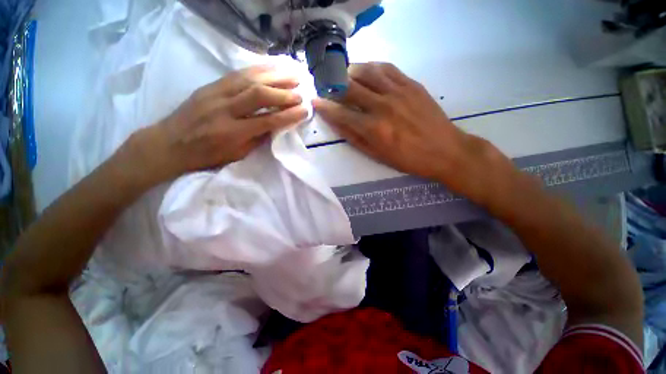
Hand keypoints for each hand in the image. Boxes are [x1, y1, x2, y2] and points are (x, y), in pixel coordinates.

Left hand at [122, 65, 308, 185]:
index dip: (288, 115)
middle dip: (284, 93)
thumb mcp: (236, 155)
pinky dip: (257, 69)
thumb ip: (257, 139)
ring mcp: (215, 93)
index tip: (305, 110)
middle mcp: (224, 109)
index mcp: (232, 133)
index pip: (267, 121)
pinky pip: (237, 73)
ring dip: (274, 75)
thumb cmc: (206, 155)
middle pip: (259, 95)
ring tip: (293, 74)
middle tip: (301, 91)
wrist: (169, 144)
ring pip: (249, 79)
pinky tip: (271, 67)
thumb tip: (277, 125)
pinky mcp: (210, 85)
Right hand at [313, 62, 514, 203]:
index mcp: (374, 129)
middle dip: (334, 86)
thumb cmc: (408, 159)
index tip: (316, 101)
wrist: (445, 150)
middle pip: (351, 88)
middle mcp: (383, 106)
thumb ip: (355, 138)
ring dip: (351, 72)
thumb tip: (336, 123)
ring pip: (367, 72)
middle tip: (328, 87)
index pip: (342, 113)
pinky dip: (372, 67)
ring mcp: (398, 92)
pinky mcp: (411, 84)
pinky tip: (367, 71)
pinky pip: (387, 68)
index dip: (326, 107)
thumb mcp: (378, 155)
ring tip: (345, 76)